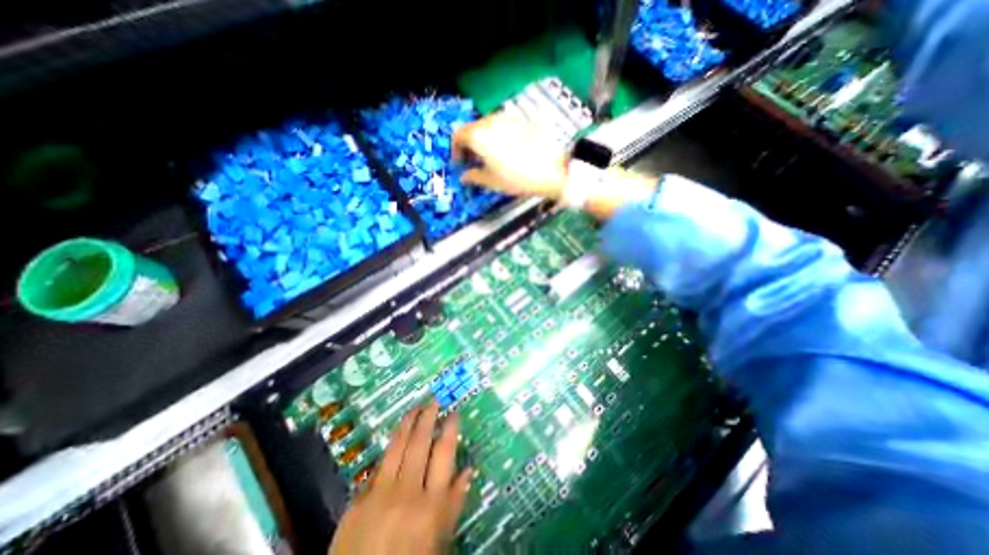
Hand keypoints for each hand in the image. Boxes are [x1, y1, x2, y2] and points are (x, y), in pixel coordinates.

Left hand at [330, 403, 471, 554]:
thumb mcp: (440, 539)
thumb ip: (454, 502)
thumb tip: (468, 469)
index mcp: (431, 505)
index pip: (444, 453)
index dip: (450, 428)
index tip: (453, 412)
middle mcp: (407, 492)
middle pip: (420, 443)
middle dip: (428, 417)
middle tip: (434, 400)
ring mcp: (379, 494)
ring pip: (397, 446)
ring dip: (407, 423)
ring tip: (415, 408)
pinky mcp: (358, 500)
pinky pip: (378, 466)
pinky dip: (389, 450)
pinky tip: (396, 438)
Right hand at [451, 112, 566, 199]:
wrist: (552, 170)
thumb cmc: (517, 178)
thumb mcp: (492, 181)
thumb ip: (474, 177)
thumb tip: (464, 176)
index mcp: (479, 135)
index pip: (458, 135)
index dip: (455, 150)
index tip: (460, 164)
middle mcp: (491, 121)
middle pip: (472, 128)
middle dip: (469, 145)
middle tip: (473, 162)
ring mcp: (508, 118)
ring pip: (488, 126)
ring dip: (483, 140)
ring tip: (490, 158)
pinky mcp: (522, 120)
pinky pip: (503, 126)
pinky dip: (498, 137)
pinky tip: (506, 151)